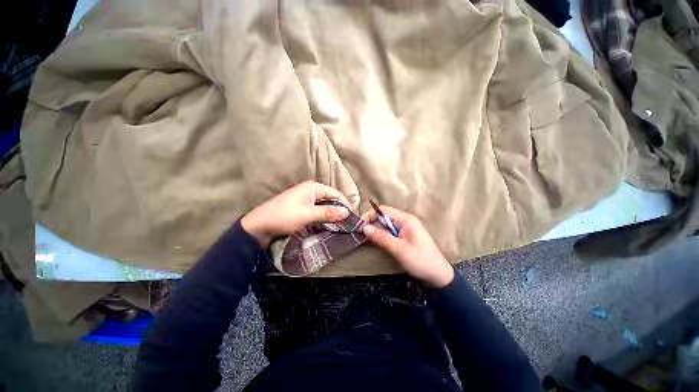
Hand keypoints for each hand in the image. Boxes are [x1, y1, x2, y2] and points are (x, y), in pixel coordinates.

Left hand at [241, 181, 350, 247]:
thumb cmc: (285, 216)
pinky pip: (317, 210)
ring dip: (332, 214)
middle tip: (347, 223)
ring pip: (324, 206)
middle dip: (339, 210)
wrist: (259, 225)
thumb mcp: (308, 214)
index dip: (345, 205)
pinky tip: (327, 224)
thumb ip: (328, 212)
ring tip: (340, 225)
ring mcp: (305, 199)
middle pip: (331, 199)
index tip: (353, 218)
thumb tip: (347, 212)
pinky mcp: (301, 207)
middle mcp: (310, 190)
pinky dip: (323, 217)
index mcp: (313, 187)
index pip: (336, 194)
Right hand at [363, 206, 453, 287]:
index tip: (360, 226)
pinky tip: (377, 242)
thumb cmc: (420, 260)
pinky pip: (390, 232)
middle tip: (362, 235)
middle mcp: (405, 220)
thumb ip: (381, 237)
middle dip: (372, 224)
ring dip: (377, 230)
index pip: (383, 210)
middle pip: (384, 217)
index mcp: (405, 219)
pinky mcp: (405, 236)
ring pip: (386, 225)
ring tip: (367, 239)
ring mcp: (406, 228)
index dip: (370, 216)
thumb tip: (364, 227)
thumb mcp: (398, 249)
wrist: (438, 276)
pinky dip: (382, 236)